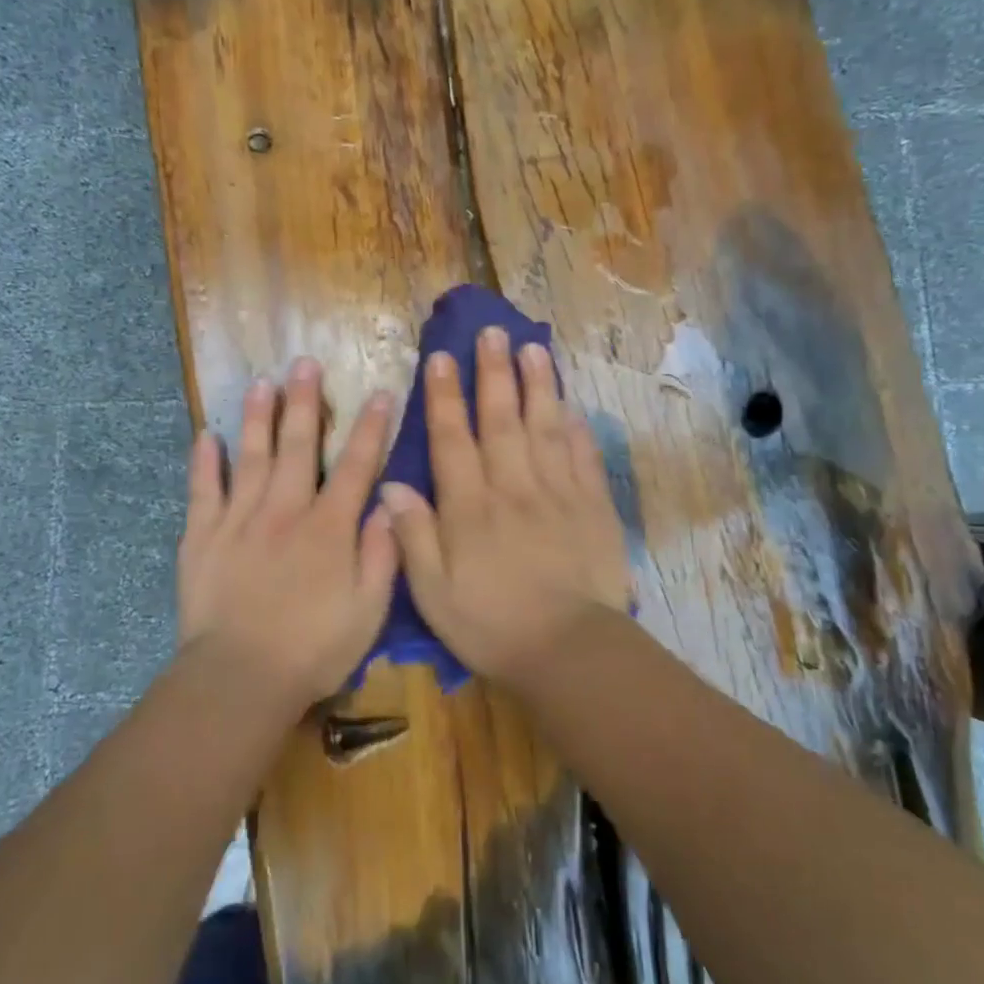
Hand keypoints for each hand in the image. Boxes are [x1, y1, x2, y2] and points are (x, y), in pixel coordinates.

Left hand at [178, 358, 399, 705]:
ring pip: (250, 456)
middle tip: (305, 363)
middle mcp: (284, 511)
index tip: (380, 393)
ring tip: (261, 382)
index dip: (371, 428)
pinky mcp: (202, 537)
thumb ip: (382, 555)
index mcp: (328, 528)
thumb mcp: (368, 611)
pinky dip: (204, 462)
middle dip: (305, 402)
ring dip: (257, 417)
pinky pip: (203, 490)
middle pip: (296, 446)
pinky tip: (206, 436)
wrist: (239, 679)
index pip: (355, 466)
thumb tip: (388, 505)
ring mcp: (238, 520)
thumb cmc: (313, 649)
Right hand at [380, 327, 632, 684]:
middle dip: (494, 373)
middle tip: (492, 332)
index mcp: (470, 508)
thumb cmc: (490, 625)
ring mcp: (558, 493)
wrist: (568, 651)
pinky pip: (584, 458)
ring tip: (533, 348)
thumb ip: (413, 537)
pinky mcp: (592, 508)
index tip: (442, 358)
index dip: (445, 397)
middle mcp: (513, 488)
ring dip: (538, 386)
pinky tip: (572, 406)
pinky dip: (577, 429)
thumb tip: (391, 486)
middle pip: (502, 420)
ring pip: (545, 428)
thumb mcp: (433, 592)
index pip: (453, 440)